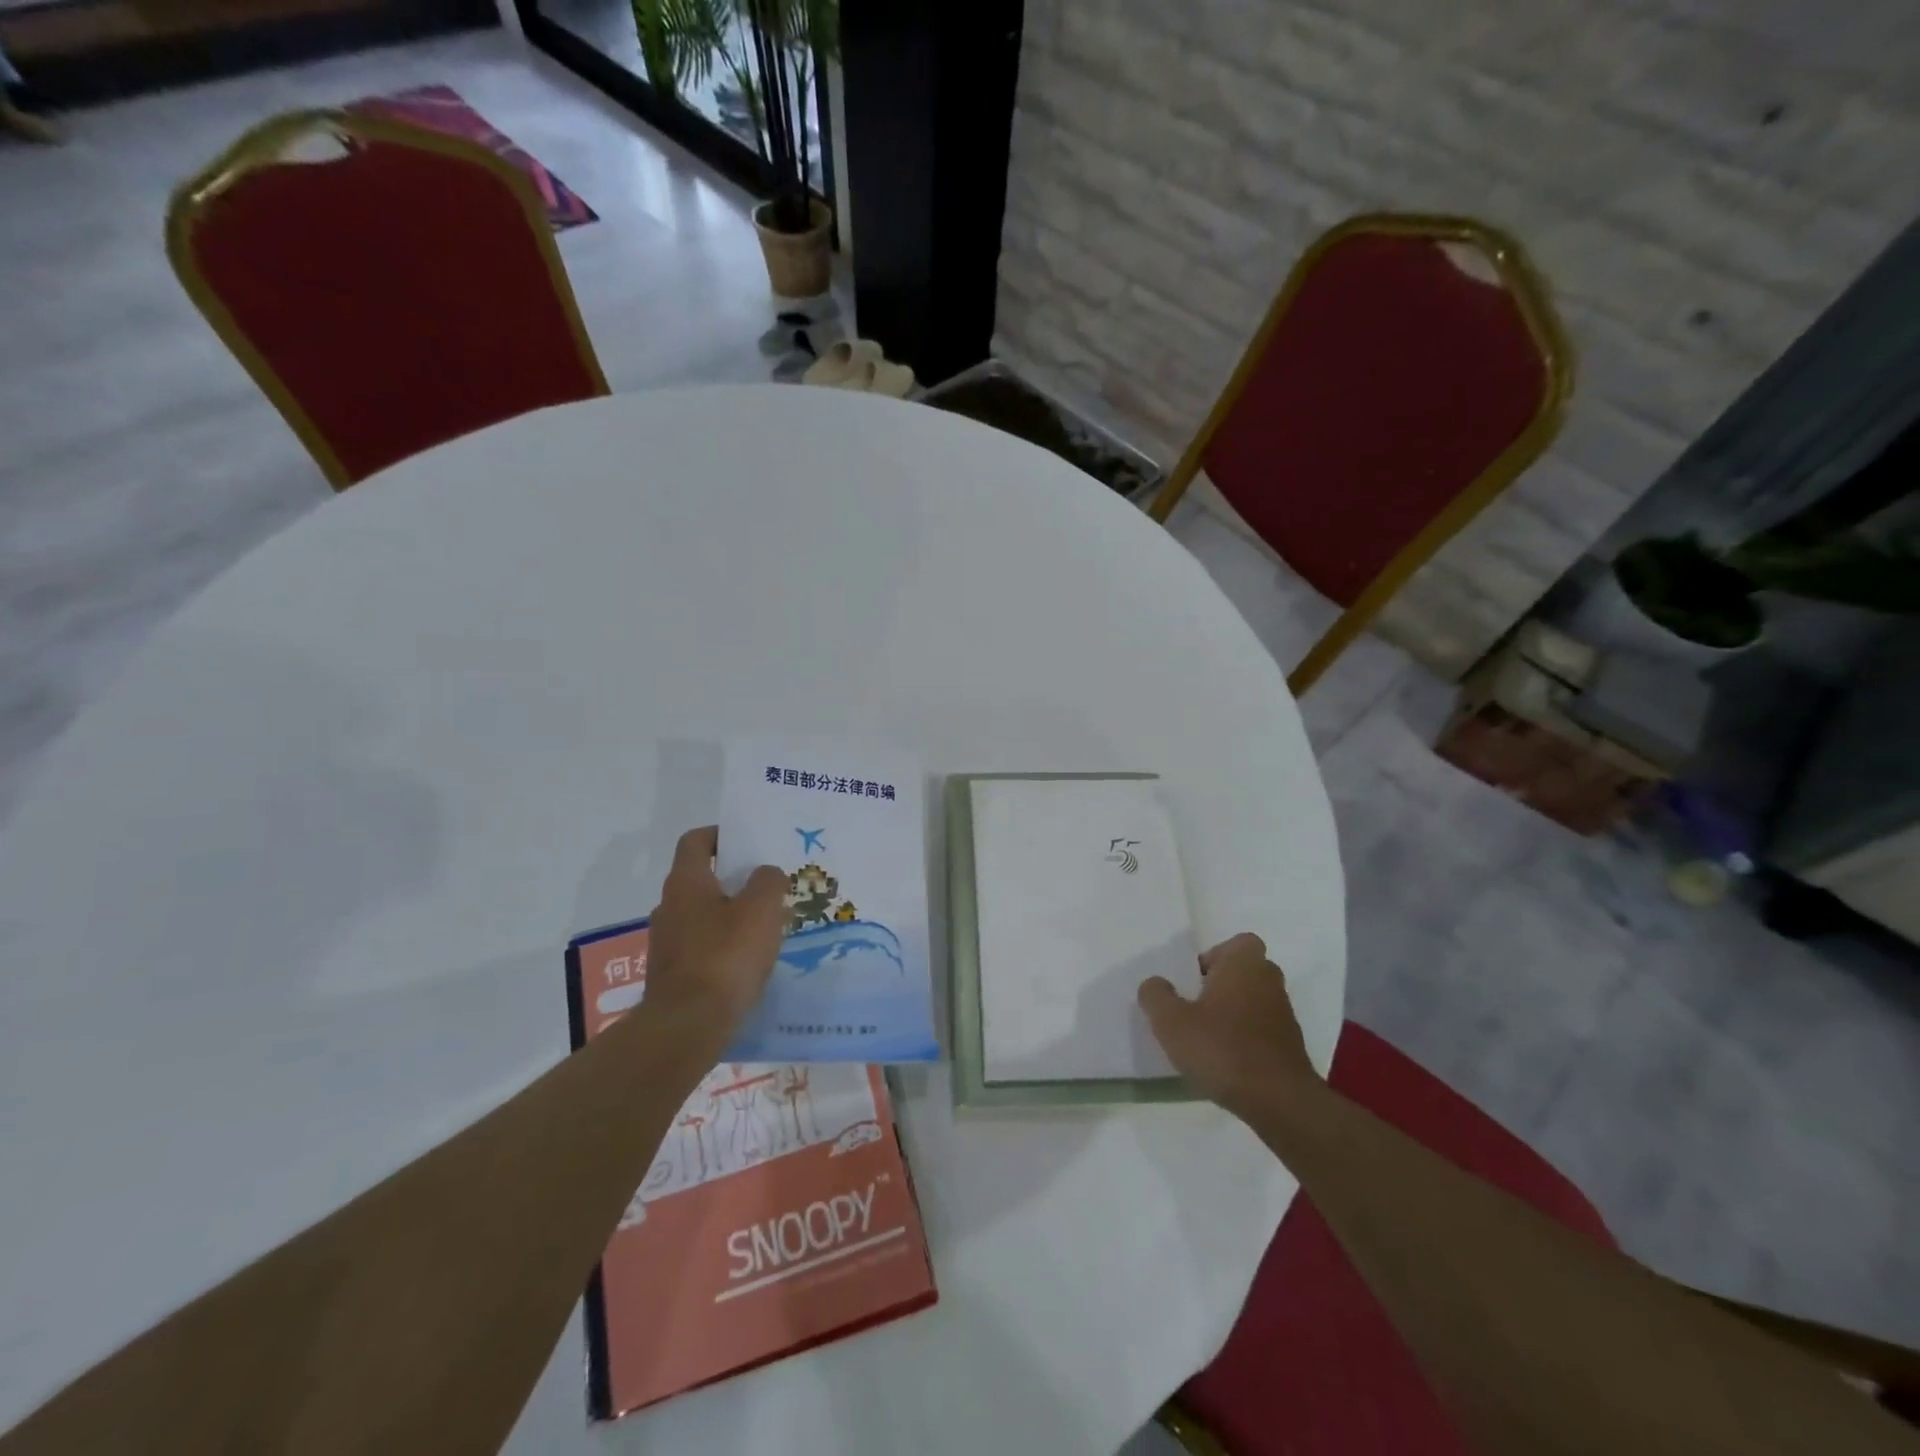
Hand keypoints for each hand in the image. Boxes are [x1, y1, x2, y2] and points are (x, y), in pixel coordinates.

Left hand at [645, 826, 788, 1030]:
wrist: (687, 1025)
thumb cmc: (726, 956)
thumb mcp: (761, 910)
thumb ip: (768, 881)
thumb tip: (766, 874)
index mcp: (686, 882)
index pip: (696, 841)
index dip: (721, 834)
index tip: (747, 841)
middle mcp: (668, 905)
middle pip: (702, 878)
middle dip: (734, 879)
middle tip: (768, 886)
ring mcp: (666, 942)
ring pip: (703, 914)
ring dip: (730, 914)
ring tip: (765, 925)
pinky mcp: (671, 973)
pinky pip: (701, 946)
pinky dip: (723, 944)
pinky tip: (748, 960)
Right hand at [1138, 933, 1318, 1117]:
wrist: (1280, 1103)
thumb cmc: (1222, 1049)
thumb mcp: (1171, 1021)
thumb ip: (1156, 995)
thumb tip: (1155, 984)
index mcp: (1244, 964)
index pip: (1236, 943)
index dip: (1214, 957)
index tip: (1194, 981)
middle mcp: (1269, 981)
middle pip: (1243, 972)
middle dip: (1220, 985)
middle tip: (1194, 1006)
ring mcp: (1284, 1014)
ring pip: (1253, 1001)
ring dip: (1232, 1013)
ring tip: (1206, 1039)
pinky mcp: (1290, 1045)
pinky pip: (1261, 1029)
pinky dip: (1245, 1038)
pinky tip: (1226, 1062)